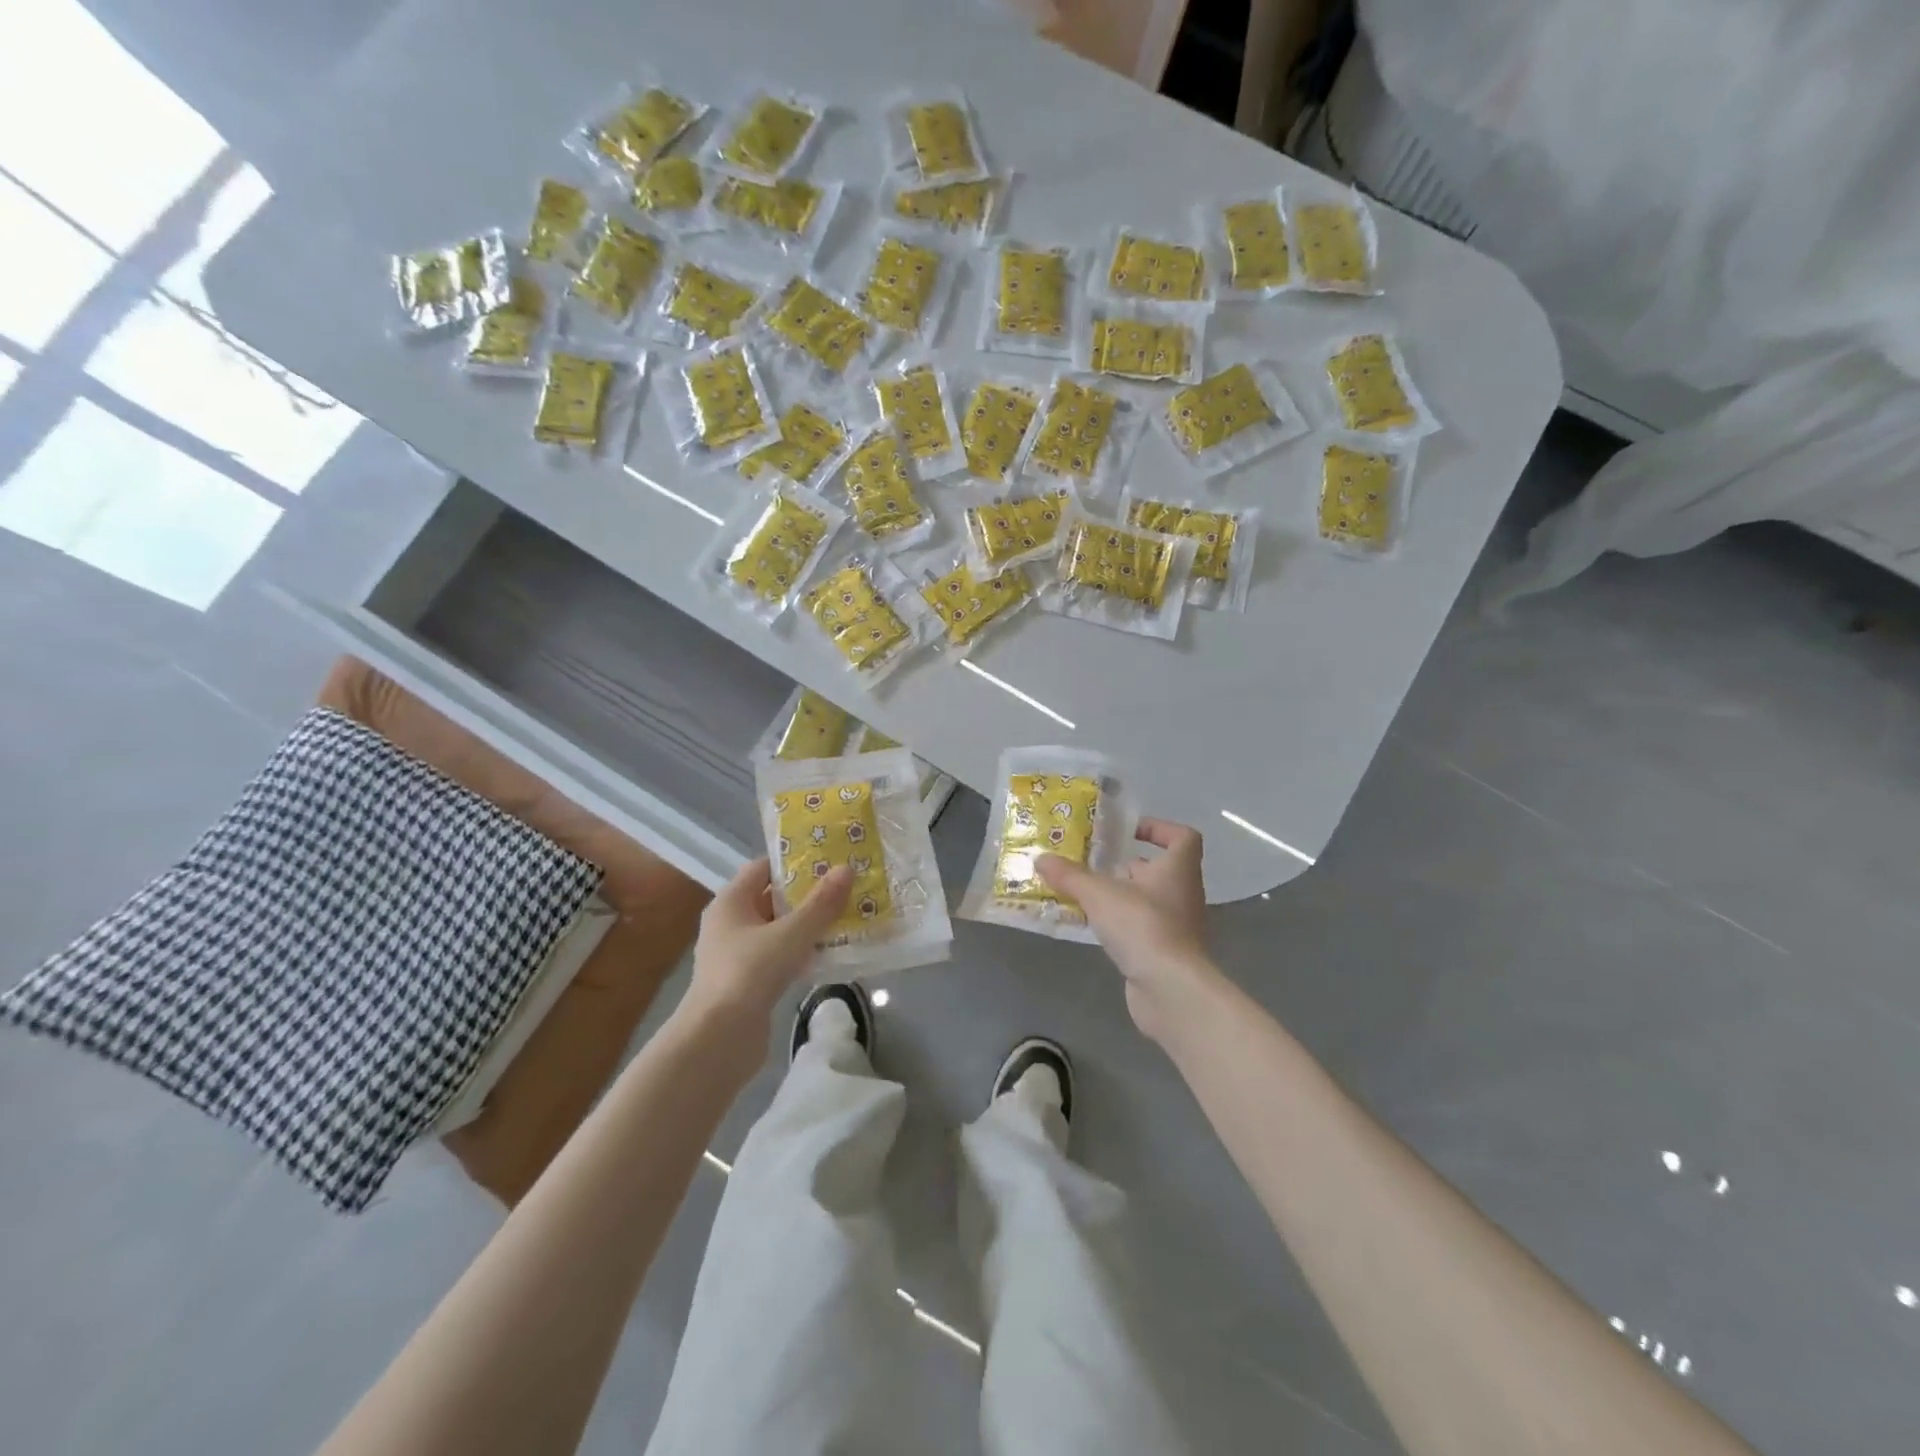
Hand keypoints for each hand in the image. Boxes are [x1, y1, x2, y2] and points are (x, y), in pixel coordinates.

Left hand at [679, 859, 851, 1039]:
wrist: (718, 1039)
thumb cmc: (750, 973)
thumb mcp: (791, 933)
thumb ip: (820, 903)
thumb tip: (846, 868)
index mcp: (731, 902)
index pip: (762, 868)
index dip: (793, 861)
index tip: (827, 859)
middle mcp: (729, 923)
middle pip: (771, 898)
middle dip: (806, 893)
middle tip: (844, 887)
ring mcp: (736, 955)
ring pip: (777, 930)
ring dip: (806, 925)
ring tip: (845, 916)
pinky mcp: (747, 982)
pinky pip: (778, 956)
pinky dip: (800, 952)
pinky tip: (829, 954)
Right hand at [1037, 818, 1222, 1041]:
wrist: (1170, 990)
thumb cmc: (1142, 926)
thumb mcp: (1098, 894)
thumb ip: (1069, 875)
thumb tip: (1041, 858)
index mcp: (1178, 869)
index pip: (1183, 837)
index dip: (1159, 829)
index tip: (1129, 832)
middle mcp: (1183, 894)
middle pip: (1159, 870)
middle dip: (1127, 866)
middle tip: (1093, 864)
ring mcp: (1177, 926)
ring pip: (1148, 901)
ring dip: (1121, 896)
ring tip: (1085, 894)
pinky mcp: (1166, 953)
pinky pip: (1142, 929)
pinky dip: (1121, 924)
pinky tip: (1094, 927)